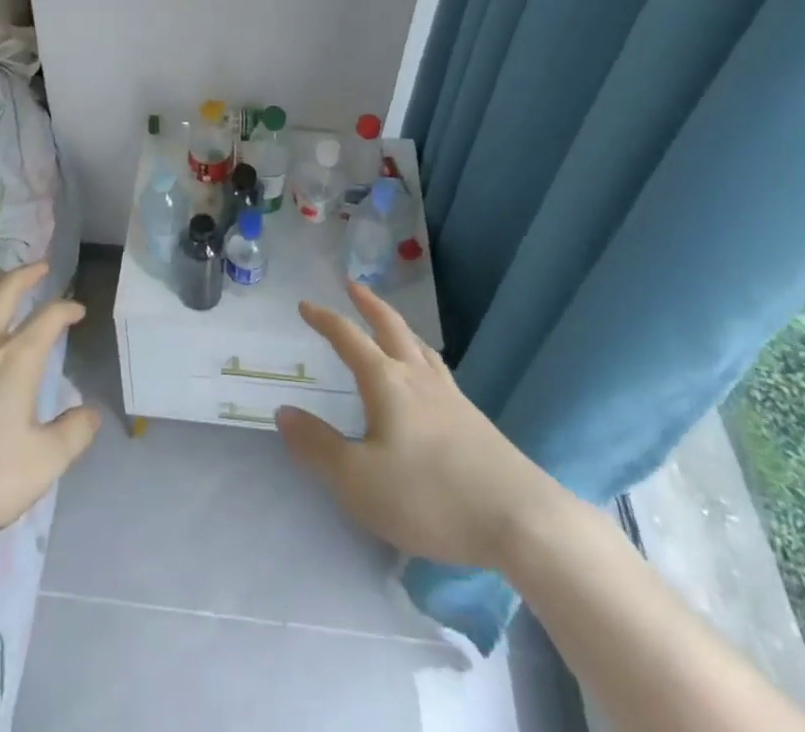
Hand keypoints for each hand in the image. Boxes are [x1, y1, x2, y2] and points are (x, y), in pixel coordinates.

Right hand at [276, 282, 555, 568]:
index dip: (325, 320)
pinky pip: (438, 371)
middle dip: (369, 304)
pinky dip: (421, 356)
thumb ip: (318, 445)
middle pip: (391, 327)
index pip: (349, 338)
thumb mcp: (358, 480)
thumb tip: (284, 411)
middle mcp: (417, 378)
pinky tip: (427, 377)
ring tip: (390, 324)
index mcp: (386, 382)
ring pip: (419, 347)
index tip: (306, 304)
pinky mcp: (474, 420)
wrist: (519, 520)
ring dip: (398, 327)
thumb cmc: (429, 496)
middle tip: (353, 285)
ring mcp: (450, 396)